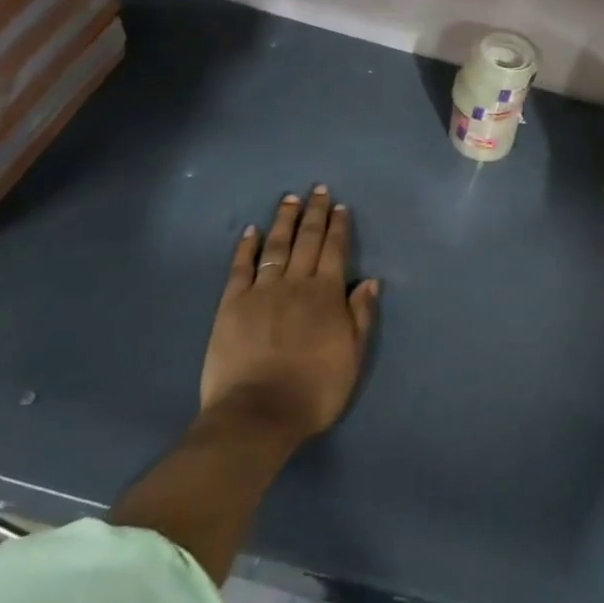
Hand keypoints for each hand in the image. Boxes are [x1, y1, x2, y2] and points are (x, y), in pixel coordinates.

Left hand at [199, 186, 379, 447]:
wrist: (259, 413)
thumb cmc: (314, 390)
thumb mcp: (352, 357)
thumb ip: (361, 316)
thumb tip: (371, 280)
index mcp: (327, 295)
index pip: (335, 251)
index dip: (338, 227)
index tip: (340, 206)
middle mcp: (296, 284)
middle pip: (307, 240)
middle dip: (314, 213)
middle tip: (317, 189)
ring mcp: (262, 291)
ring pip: (276, 247)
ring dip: (284, 221)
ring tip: (289, 199)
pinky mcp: (232, 304)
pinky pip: (241, 267)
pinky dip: (247, 246)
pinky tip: (251, 230)